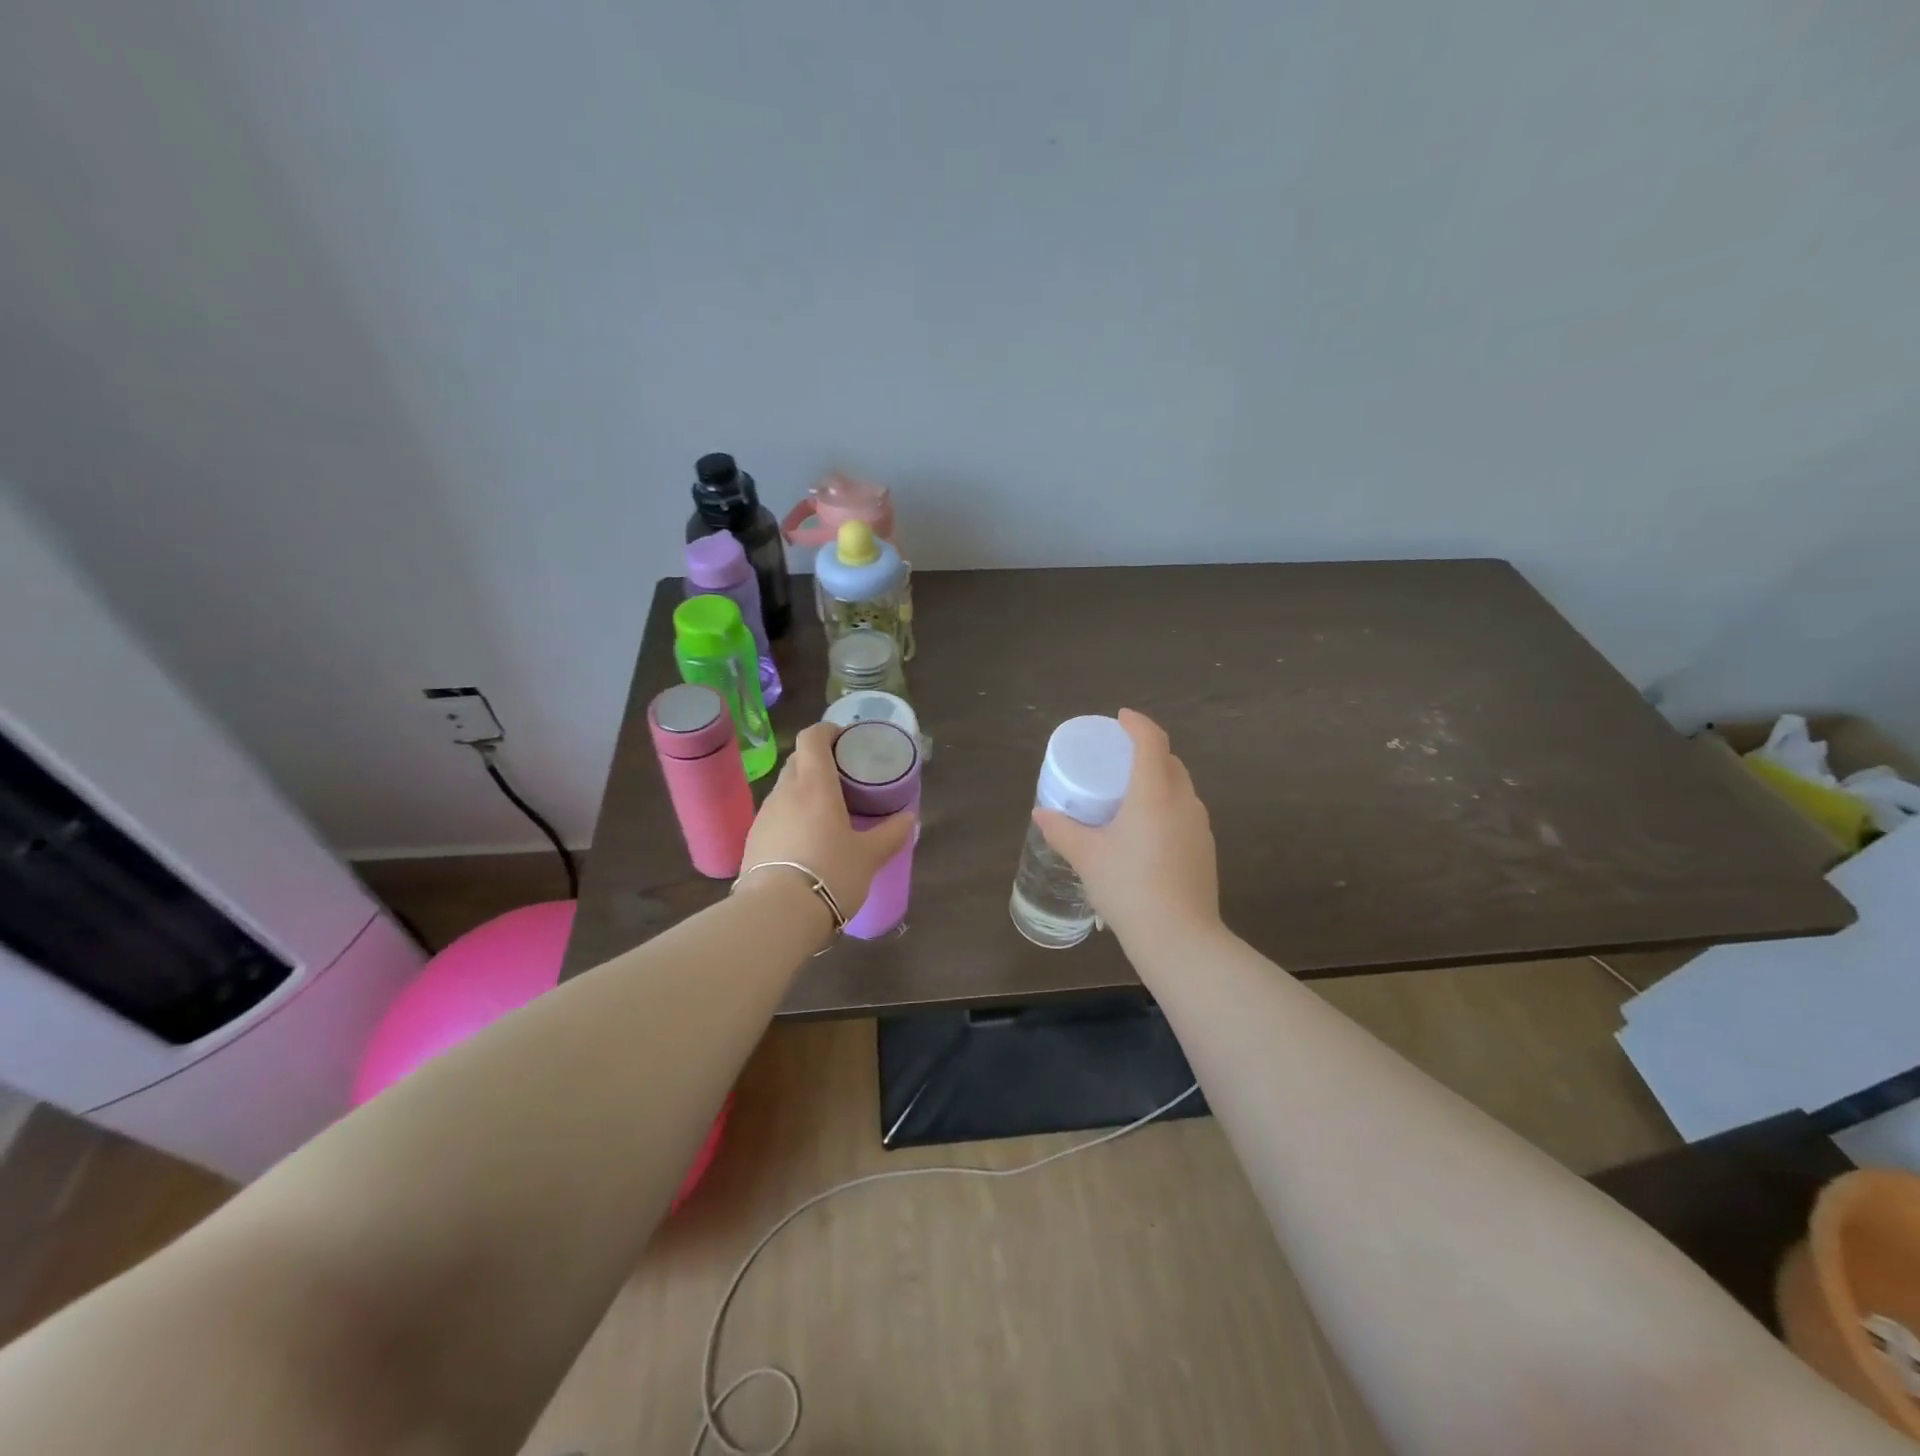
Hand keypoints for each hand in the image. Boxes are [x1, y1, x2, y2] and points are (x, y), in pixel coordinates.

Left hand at [738, 722, 916, 926]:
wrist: (776, 914)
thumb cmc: (830, 873)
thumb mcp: (869, 856)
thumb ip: (891, 833)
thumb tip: (909, 818)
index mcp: (814, 785)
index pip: (812, 738)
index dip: (827, 731)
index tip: (844, 739)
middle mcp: (785, 792)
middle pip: (798, 761)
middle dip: (818, 762)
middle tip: (843, 779)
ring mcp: (764, 816)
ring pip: (785, 790)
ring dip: (804, 792)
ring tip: (826, 813)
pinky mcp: (752, 840)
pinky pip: (776, 816)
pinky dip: (792, 817)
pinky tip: (806, 842)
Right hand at [1033, 709, 1220, 947]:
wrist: (1179, 937)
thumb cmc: (1128, 887)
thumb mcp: (1087, 857)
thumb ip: (1062, 830)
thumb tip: (1041, 812)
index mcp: (1154, 792)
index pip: (1152, 741)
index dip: (1137, 723)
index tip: (1120, 718)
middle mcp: (1183, 801)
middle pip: (1170, 761)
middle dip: (1148, 750)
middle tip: (1120, 757)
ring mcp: (1199, 826)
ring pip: (1181, 787)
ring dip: (1159, 779)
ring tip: (1131, 794)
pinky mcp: (1205, 849)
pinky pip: (1185, 812)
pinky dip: (1167, 806)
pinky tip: (1147, 831)